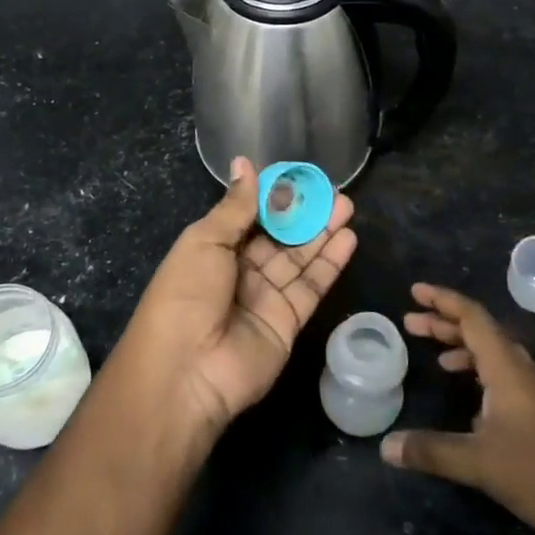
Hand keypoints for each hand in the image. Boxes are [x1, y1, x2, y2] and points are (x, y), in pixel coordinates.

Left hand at [120, 158, 355, 438]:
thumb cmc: (186, 295)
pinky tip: (348, 238)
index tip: (299, 175)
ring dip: (322, 233)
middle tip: (333, 190)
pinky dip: (329, 264)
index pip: (248, 215)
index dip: (273, 196)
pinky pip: (311, 287)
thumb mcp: (205, 241)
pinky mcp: (287, 322)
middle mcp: (239, 271)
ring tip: (347, 206)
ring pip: (298, 258)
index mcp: (212, 248)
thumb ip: (235, 206)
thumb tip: (244, 162)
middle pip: (278, 236)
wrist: (186, 372)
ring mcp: (264, 297)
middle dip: (304, 212)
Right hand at [382, 283, 534, 534]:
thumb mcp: (481, 463)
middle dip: (445, 323)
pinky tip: (468, 404)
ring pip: (493, 356)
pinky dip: (478, 375)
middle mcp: (521, 373)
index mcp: (507, 369)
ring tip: (434, 357)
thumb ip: (432, 451)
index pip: (473, 318)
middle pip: (481, 333)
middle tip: (410, 322)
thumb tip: (386, 446)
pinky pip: (502, 379)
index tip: (415, 291)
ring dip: (462, 348)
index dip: (443, 300)